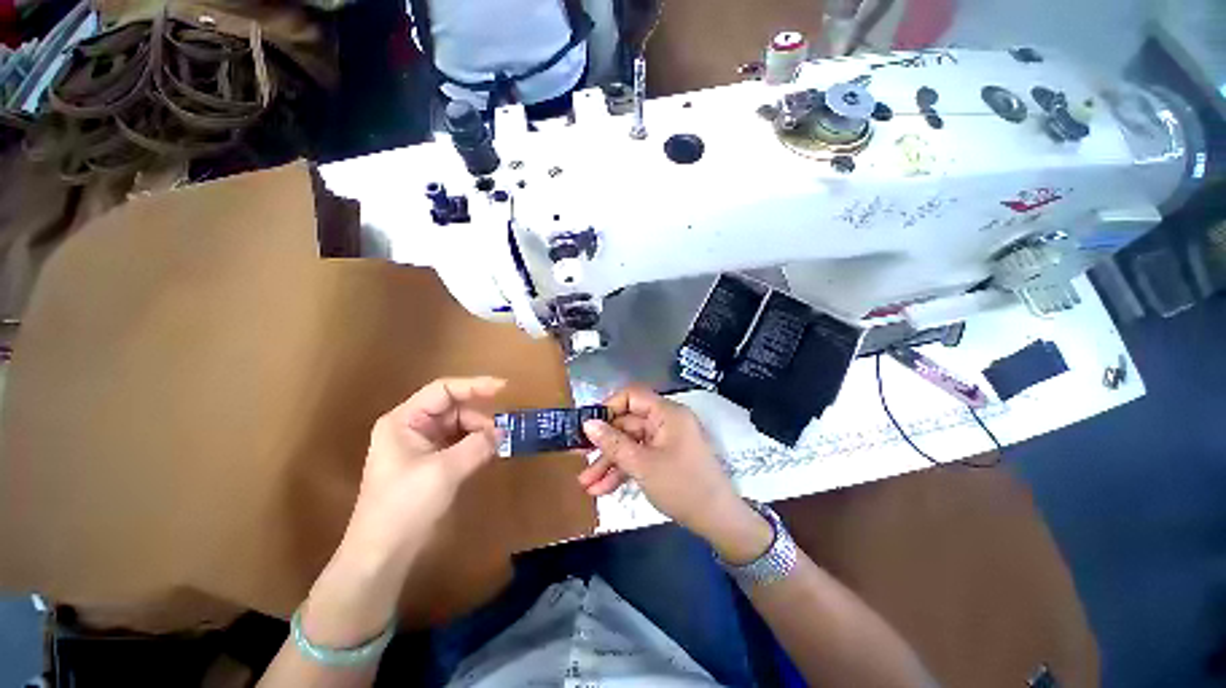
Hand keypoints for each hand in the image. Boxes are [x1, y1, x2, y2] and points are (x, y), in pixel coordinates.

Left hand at [344, 377, 504, 563]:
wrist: (382, 553)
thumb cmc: (405, 505)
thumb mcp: (444, 471)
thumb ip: (477, 445)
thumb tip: (503, 431)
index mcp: (405, 420)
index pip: (443, 390)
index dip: (474, 385)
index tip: (504, 388)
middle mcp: (412, 427)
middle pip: (453, 408)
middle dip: (479, 417)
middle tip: (504, 430)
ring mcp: (421, 445)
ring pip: (459, 426)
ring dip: (479, 433)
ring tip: (499, 445)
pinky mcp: (430, 462)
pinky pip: (458, 443)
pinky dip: (475, 445)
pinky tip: (489, 453)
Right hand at [577, 385, 771, 562]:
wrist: (718, 521)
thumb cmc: (682, 486)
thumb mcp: (642, 465)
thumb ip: (613, 443)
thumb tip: (588, 424)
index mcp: (666, 413)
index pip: (632, 396)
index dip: (609, 407)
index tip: (588, 425)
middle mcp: (665, 422)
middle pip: (627, 424)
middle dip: (603, 445)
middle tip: (578, 458)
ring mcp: (665, 441)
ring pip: (630, 444)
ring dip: (609, 463)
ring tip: (586, 484)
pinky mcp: (664, 458)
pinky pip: (639, 457)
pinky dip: (623, 471)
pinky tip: (602, 489)